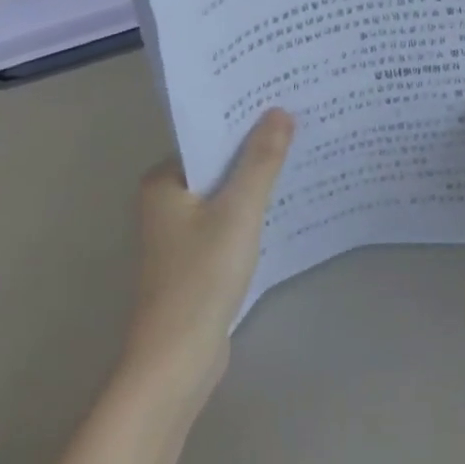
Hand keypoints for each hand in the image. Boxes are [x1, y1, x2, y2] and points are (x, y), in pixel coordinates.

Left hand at [122, 109, 293, 386]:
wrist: (177, 361)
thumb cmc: (202, 277)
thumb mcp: (238, 210)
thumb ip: (261, 160)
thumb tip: (280, 111)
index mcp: (163, 181)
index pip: (209, 136)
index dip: (246, 120)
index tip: (284, 102)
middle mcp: (165, 201)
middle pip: (219, 163)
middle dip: (256, 149)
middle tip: (301, 124)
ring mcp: (179, 232)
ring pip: (225, 192)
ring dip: (256, 181)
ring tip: (300, 155)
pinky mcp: (196, 259)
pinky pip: (228, 219)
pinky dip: (251, 211)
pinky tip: (283, 203)